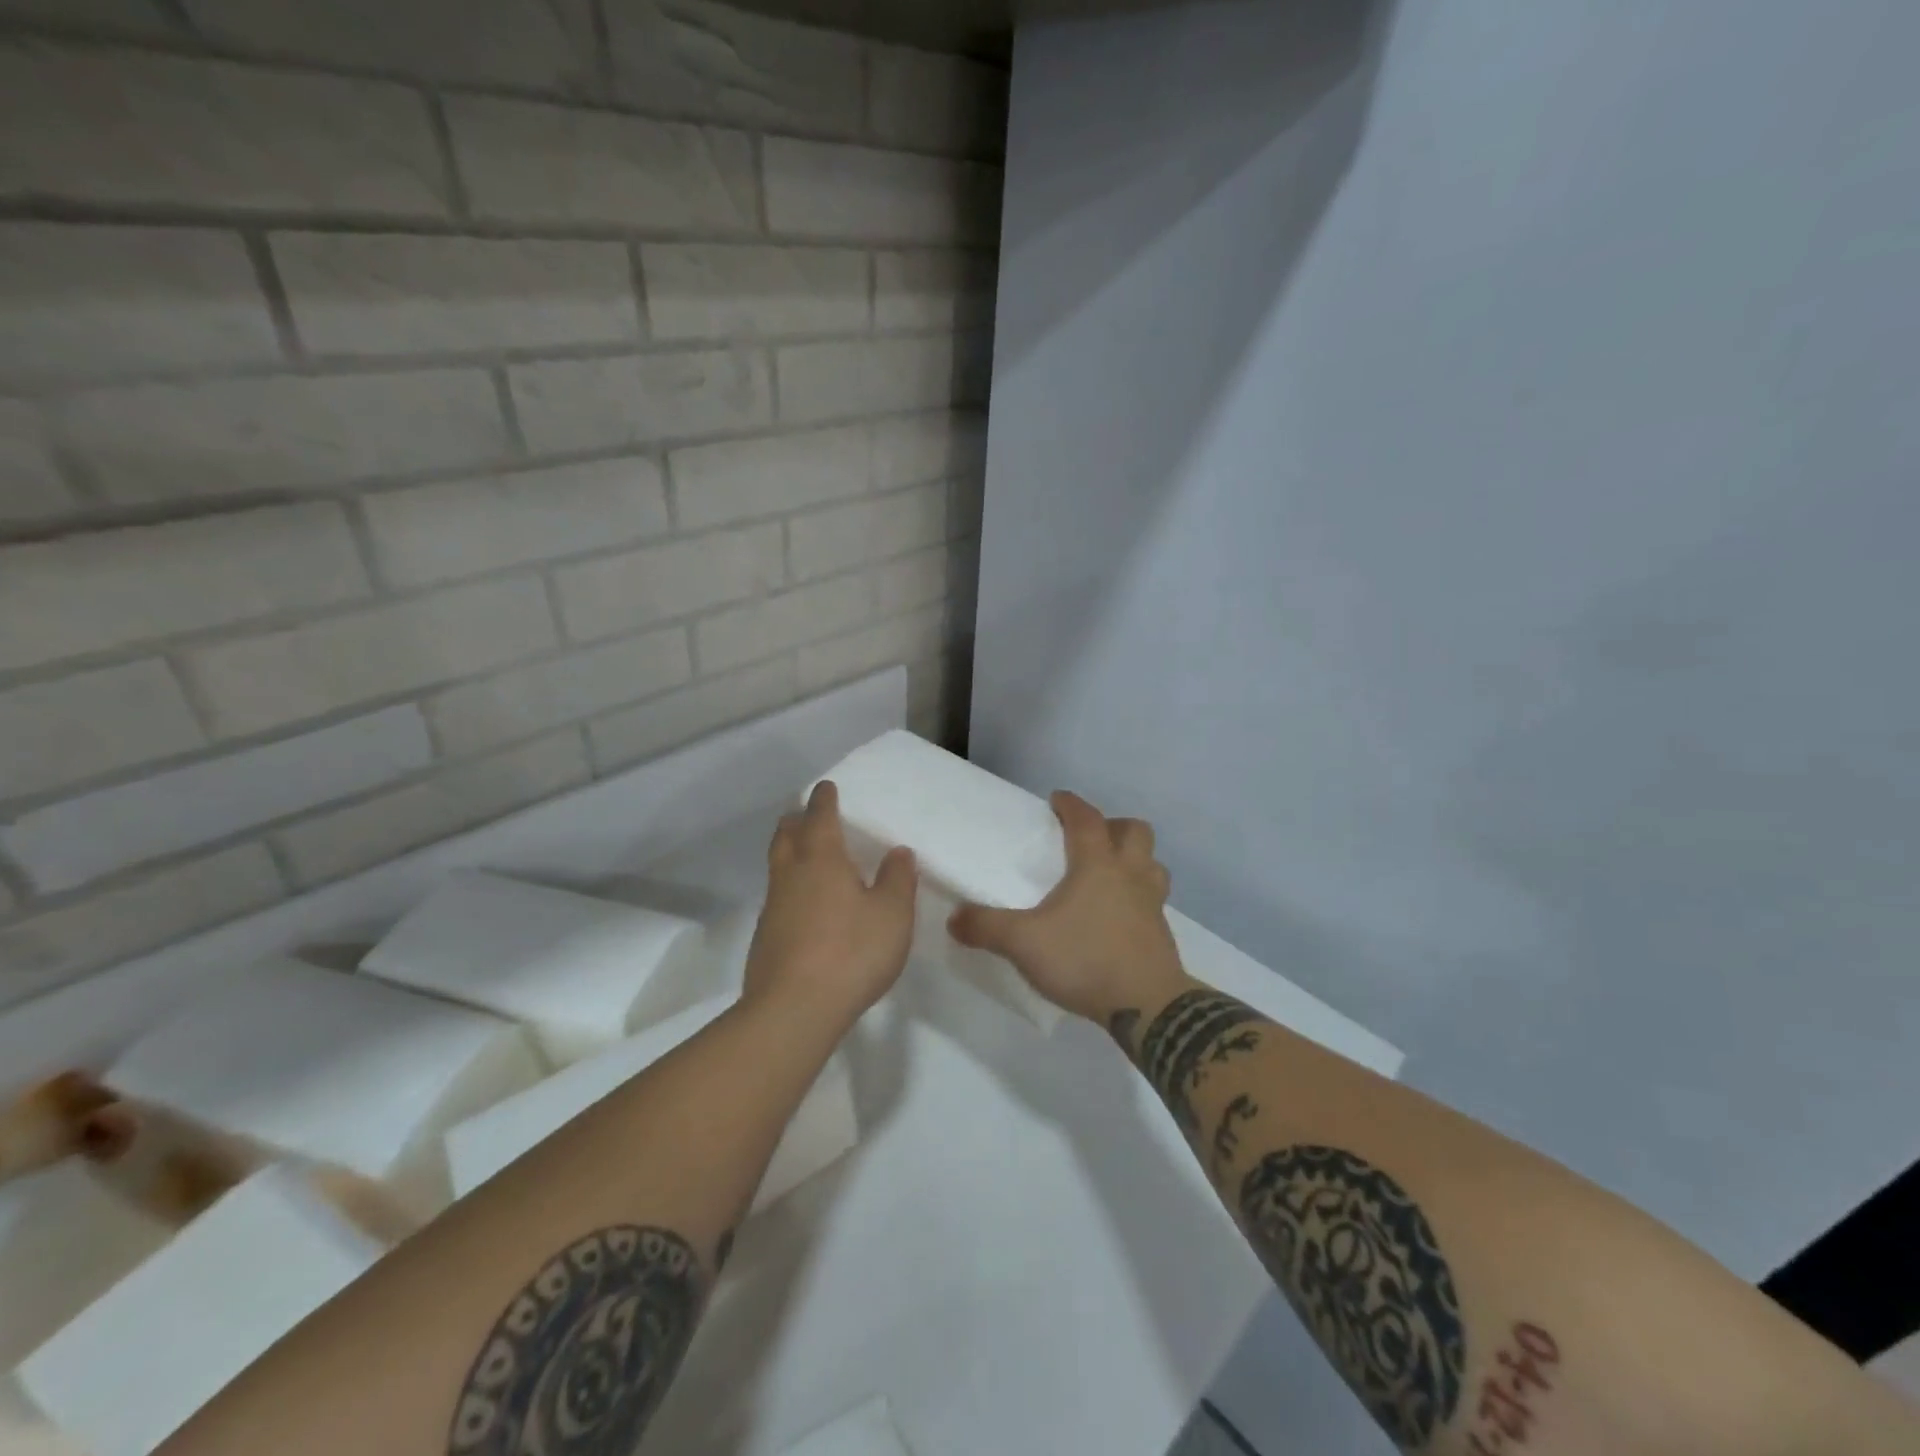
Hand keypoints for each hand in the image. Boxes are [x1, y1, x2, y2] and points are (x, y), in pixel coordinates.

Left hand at [743, 781, 917, 1029]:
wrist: (793, 1010)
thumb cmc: (851, 953)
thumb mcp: (892, 915)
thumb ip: (897, 879)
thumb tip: (898, 852)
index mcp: (822, 860)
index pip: (820, 817)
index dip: (824, 800)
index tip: (826, 787)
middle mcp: (791, 875)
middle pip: (786, 835)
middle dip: (796, 820)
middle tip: (807, 814)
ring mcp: (773, 907)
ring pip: (777, 865)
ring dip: (788, 851)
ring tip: (805, 855)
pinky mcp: (765, 938)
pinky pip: (777, 897)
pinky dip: (789, 887)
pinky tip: (804, 906)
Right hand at [948, 791, 1184, 1024]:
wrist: (1148, 1006)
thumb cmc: (1085, 959)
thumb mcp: (1023, 943)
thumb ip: (986, 927)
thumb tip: (954, 918)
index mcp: (1098, 864)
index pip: (1087, 819)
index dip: (1071, 805)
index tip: (1056, 799)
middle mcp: (1130, 874)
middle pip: (1135, 831)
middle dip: (1114, 826)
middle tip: (1091, 838)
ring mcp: (1152, 903)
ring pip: (1152, 864)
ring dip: (1135, 859)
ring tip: (1111, 874)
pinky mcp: (1162, 933)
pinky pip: (1154, 899)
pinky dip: (1139, 896)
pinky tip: (1118, 916)